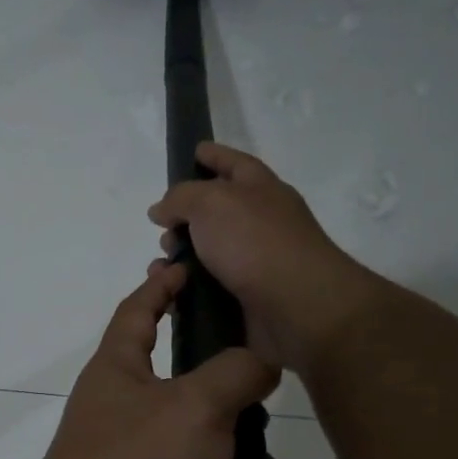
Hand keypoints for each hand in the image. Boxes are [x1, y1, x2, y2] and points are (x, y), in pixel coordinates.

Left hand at [13, 263, 279, 458]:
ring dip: (234, 451)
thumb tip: (260, 361)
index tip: (185, 266)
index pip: (137, 310)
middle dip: (225, 387)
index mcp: (116, 369)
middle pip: (178, 378)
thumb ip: (237, 372)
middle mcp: (116, 406)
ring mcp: (125, 454)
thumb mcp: (197, 407)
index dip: (161, 284)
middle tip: (264, 392)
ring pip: (194, 435)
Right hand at [149, 142, 374, 372]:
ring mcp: (256, 262)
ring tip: (160, 268)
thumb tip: (161, 210)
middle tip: (162, 230)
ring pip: (208, 254)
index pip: (234, 163)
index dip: (213, 155)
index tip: (192, 151)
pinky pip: (208, 289)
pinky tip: (170, 293)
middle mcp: (261, 222)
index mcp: (260, 189)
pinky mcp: (248, 299)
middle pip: (216, 212)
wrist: (297, 307)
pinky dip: (186, 290)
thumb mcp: (211, 202)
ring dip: (180, 258)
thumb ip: (180, 198)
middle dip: (184, 218)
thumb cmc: (255, 242)